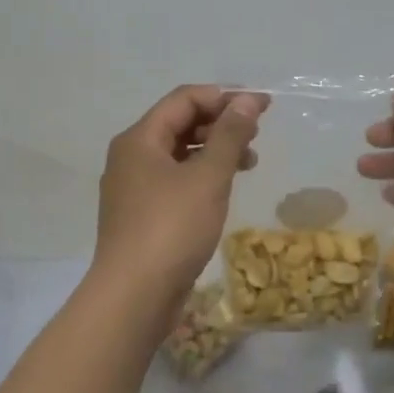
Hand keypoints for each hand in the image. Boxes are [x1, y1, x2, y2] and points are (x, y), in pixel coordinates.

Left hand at [93, 85, 264, 310]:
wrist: (134, 295)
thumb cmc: (172, 228)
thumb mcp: (208, 177)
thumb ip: (229, 136)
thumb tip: (246, 100)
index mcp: (139, 139)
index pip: (184, 99)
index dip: (225, 97)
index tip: (262, 106)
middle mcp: (131, 157)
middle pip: (179, 124)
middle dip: (221, 124)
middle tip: (257, 135)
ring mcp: (134, 188)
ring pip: (179, 155)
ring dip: (215, 151)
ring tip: (249, 162)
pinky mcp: (142, 215)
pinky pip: (175, 181)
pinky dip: (202, 177)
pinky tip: (224, 189)